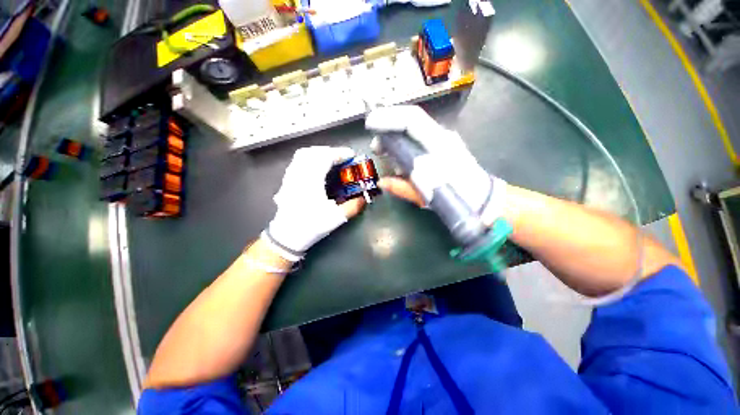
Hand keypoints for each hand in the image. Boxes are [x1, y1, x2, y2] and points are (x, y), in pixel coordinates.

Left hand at [262, 146, 365, 260]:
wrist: (287, 236)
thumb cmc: (311, 226)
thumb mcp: (336, 218)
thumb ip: (353, 207)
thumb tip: (364, 199)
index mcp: (311, 181)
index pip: (325, 157)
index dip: (340, 153)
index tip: (351, 155)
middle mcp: (299, 174)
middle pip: (314, 152)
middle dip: (331, 151)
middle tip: (343, 158)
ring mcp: (291, 176)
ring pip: (303, 154)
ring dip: (319, 153)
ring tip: (331, 159)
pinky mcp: (287, 181)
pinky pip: (298, 161)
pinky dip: (310, 158)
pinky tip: (316, 167)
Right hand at [366, 105, 506, 226]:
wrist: (482, 198)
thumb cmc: (455, 197)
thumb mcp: (426, 196)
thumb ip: (402, 188)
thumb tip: (382, 183)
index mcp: (438, 147)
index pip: (411, 120)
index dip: (388, 118)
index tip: (370, 124)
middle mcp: (442, 137)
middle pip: (411, 121)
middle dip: (388, 129)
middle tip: (376, 147)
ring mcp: (445, 139)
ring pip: (415, 129)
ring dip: (397, 139)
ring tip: (388, 156)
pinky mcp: (445, 144)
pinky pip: (421, 137)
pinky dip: (406, 144)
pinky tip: (402, 160)